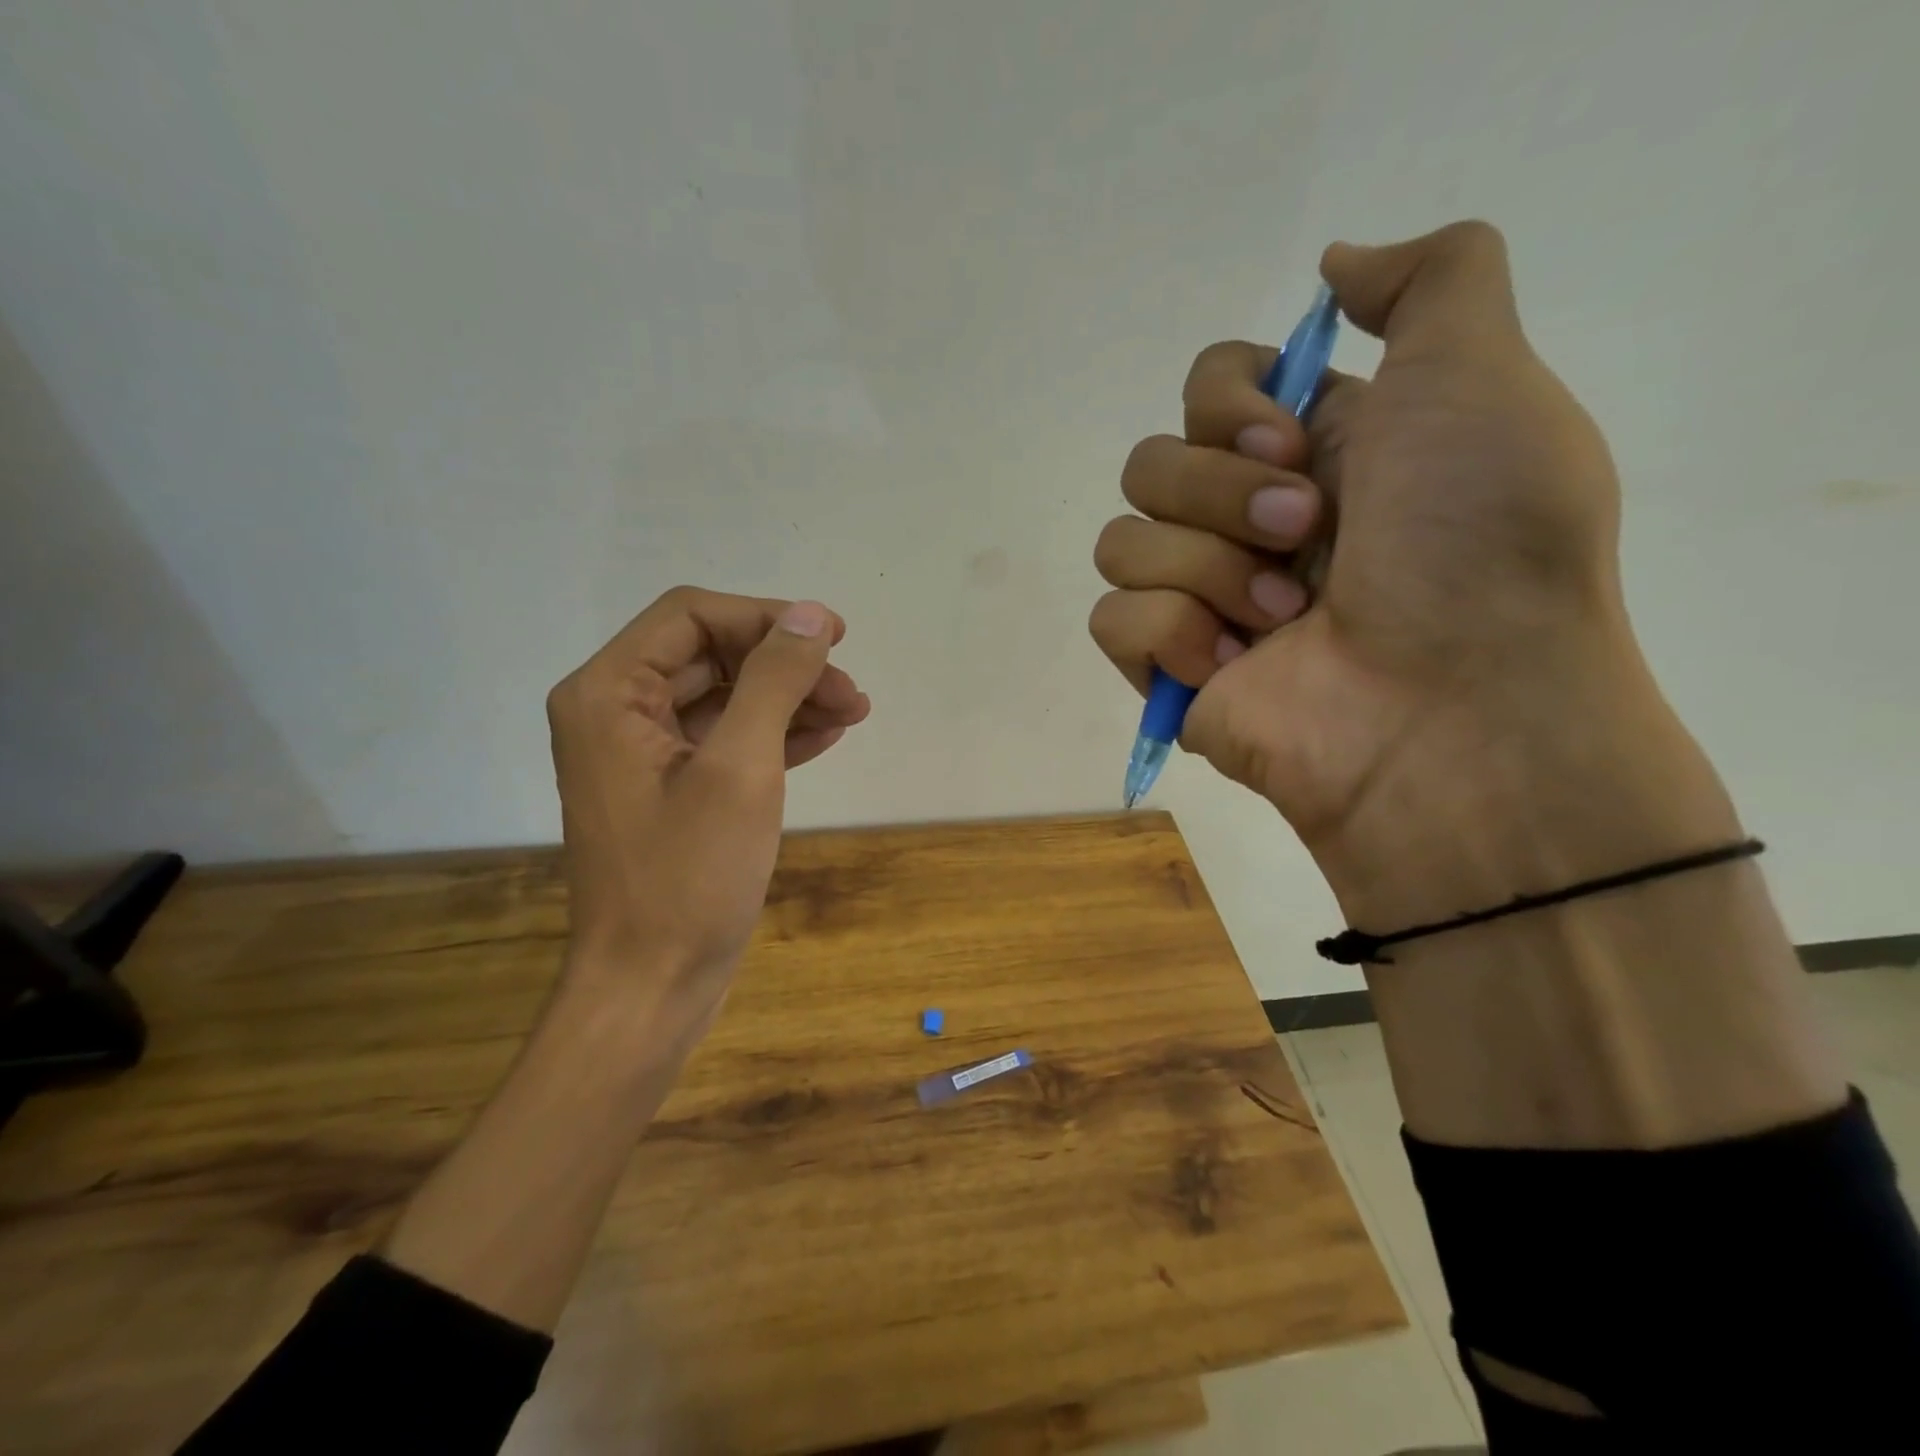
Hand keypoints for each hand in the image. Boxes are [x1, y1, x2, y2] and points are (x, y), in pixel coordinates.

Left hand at [545, 586, 868, 1025]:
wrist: (652, 987)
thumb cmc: (688, 878)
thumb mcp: (740, 769)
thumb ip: (774, 681)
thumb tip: (812, 615)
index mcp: (608, 694)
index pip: (692, 616)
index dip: (767, 617)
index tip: (834, 637)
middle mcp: (616, 713)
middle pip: (711, 654)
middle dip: (786, 665)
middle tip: (851, 691)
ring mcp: (643, 754)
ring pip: (725, 696)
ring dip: (790, 698)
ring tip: (854, 713)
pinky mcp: (672, 790)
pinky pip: (726, 739)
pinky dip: (776, 733)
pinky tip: (826, 738)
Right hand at [1092, 222, 1703, 921]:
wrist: (1455, 711)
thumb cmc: (1476, 545)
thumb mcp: (1483, 378)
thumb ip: (1430, 281)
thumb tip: (1332, 267)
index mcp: (1305, 455)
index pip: (1203, 388)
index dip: (1228, 404)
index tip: (1292, 443)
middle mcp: (1244, 522)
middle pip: (1148, 462)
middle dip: (1220, 495)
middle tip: (1306, 537)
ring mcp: (1201, 599)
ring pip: (1121, 540)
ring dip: (1208, 571)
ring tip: (1284, 619)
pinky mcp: (1167, 668)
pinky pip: (1112, 618)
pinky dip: (1172, 635)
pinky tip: (1235, 666)